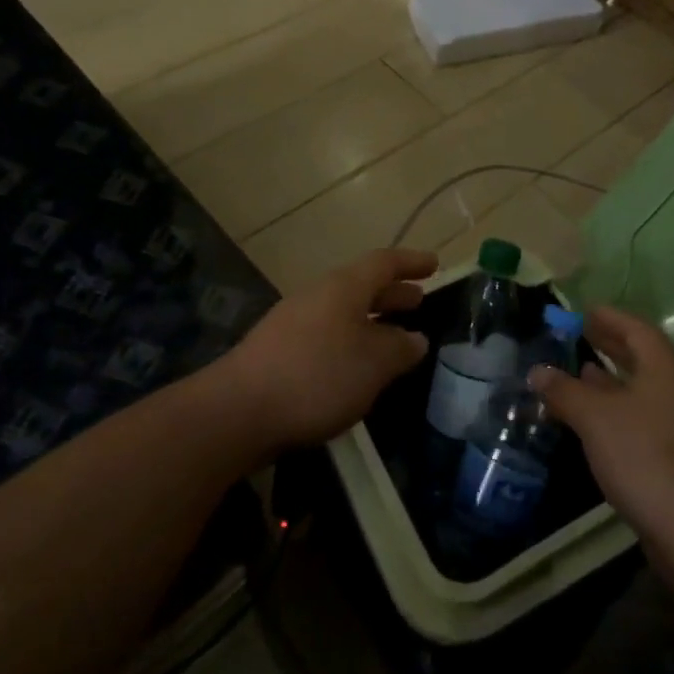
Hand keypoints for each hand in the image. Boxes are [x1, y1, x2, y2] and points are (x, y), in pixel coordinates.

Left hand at [218, 248, 437, 451]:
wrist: (238, 411)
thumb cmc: (316, 376)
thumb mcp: (373, 364)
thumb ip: (400, 349)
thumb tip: (416, 339)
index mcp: (343, 287)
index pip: (383, 263)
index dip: (411, 262)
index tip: (435, 264)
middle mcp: (318, 296)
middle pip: (361, 286)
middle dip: (392, 293)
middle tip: (419, 302)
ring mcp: (294, 323)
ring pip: (343, 312)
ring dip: (372, 320)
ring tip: (395, 339)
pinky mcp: (279, 352)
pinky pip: (327, 335)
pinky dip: (351, 342)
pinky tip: (357, 369)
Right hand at [528, 306, 673, 581]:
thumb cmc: (644, 456)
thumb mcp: (594, 417)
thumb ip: (564, 390)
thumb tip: (537, 371)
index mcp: (666, 368)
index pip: (637, 329)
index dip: (609, 317)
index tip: (585, 311)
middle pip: (645, 357)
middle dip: (612, 345)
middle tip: (582, 336)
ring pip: (647, 390)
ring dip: (615, 380)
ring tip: (584, 374)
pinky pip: (649, 418)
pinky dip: (623, 409)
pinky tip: (600, 423)